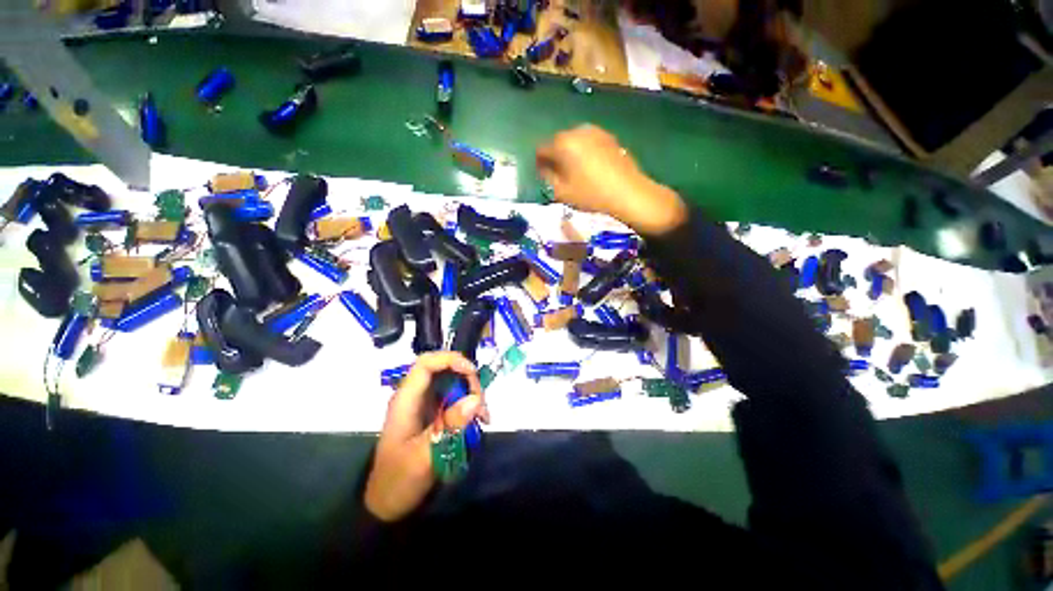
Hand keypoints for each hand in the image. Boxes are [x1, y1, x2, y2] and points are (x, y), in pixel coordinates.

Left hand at [364, 352, 488, 521]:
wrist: (387, 505)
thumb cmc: (399, 480)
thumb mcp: (424, 456)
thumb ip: (449, 426)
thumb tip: (475, 400)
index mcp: (406, 400)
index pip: (426, 364)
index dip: (450, 359)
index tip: (472, 372)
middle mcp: (416, 396)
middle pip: (445, 370)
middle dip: (467, 379)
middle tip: (481, 402)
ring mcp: (426, 405)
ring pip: (453, 383)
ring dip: (472, 393)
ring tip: (484, 415)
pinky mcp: (435, 414)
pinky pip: (456, 398)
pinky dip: (470, 405)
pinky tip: (480, 420)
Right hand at [535, 125, 687, 235]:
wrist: (627, 192)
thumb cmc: (590, 194)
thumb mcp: (561, 192)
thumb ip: (548, 177)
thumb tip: (545, 169)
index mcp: (563, 143)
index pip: (541, 149)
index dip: (539, 163)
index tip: (543, 176)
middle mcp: (577, 131)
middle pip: (558, 142)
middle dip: (555, 156)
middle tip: (559, 175)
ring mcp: (595, 131)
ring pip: (574, 141)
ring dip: (570, 153)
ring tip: (576, 172)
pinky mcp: (609, 137)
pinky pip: (589, 142)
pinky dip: (585, 152)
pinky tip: (591, 168)